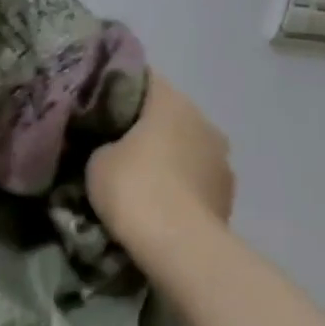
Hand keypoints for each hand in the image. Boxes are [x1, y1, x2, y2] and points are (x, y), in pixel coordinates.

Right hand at [86, 73, 234, 259]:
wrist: (180, 246)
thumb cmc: (134, 188)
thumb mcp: (96, 160)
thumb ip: (102, 142)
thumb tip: (108, 145)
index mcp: (172, 102)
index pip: (143, 79)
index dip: (118, 88)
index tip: (97, 104)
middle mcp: (204, 121)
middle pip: (168, 114)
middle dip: (144, 126)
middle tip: (113, 142)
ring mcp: (223, 160)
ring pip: (187, 147)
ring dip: (168, 157)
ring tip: (140, 178)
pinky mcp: (228, 195)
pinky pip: (197, 179)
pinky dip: (180, 185)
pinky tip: (160, 202)